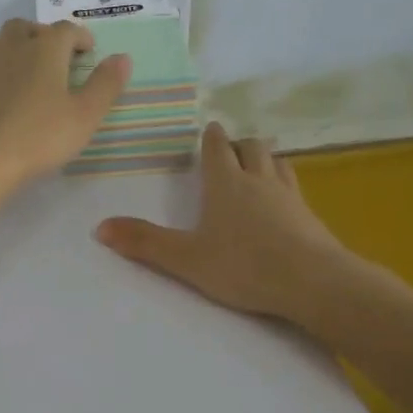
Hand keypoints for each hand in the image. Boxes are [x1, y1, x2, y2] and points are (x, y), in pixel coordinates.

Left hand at [0, 18, 130, 210]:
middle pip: (27, 28)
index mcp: (44, 49)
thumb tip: (122, 57)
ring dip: (16, 48)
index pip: (66, 30)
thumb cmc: (39, 137)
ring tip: (29, 72)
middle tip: (58, 59)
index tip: (89, 52)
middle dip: (45, 36)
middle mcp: (11, 49)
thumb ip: (106, 84)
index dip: (80, 37)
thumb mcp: (85, 116)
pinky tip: (4, 99)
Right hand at [95, 122, 347, 320]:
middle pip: (252, 147)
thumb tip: (99, 227)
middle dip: (239, 144)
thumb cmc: (244, 266)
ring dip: (264, 158)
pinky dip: (284, 183)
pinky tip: (283, 201)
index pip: (218, 147)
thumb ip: (145, 243)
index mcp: (226, 183)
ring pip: (277, 162)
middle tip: (229, 150)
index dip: (211, 137)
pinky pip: (295, 187)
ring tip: (256, 166)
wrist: (313, 282)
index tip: (208, 130)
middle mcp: (259, 180)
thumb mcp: (186, 259)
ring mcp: (289, 196)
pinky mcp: (310, 215)